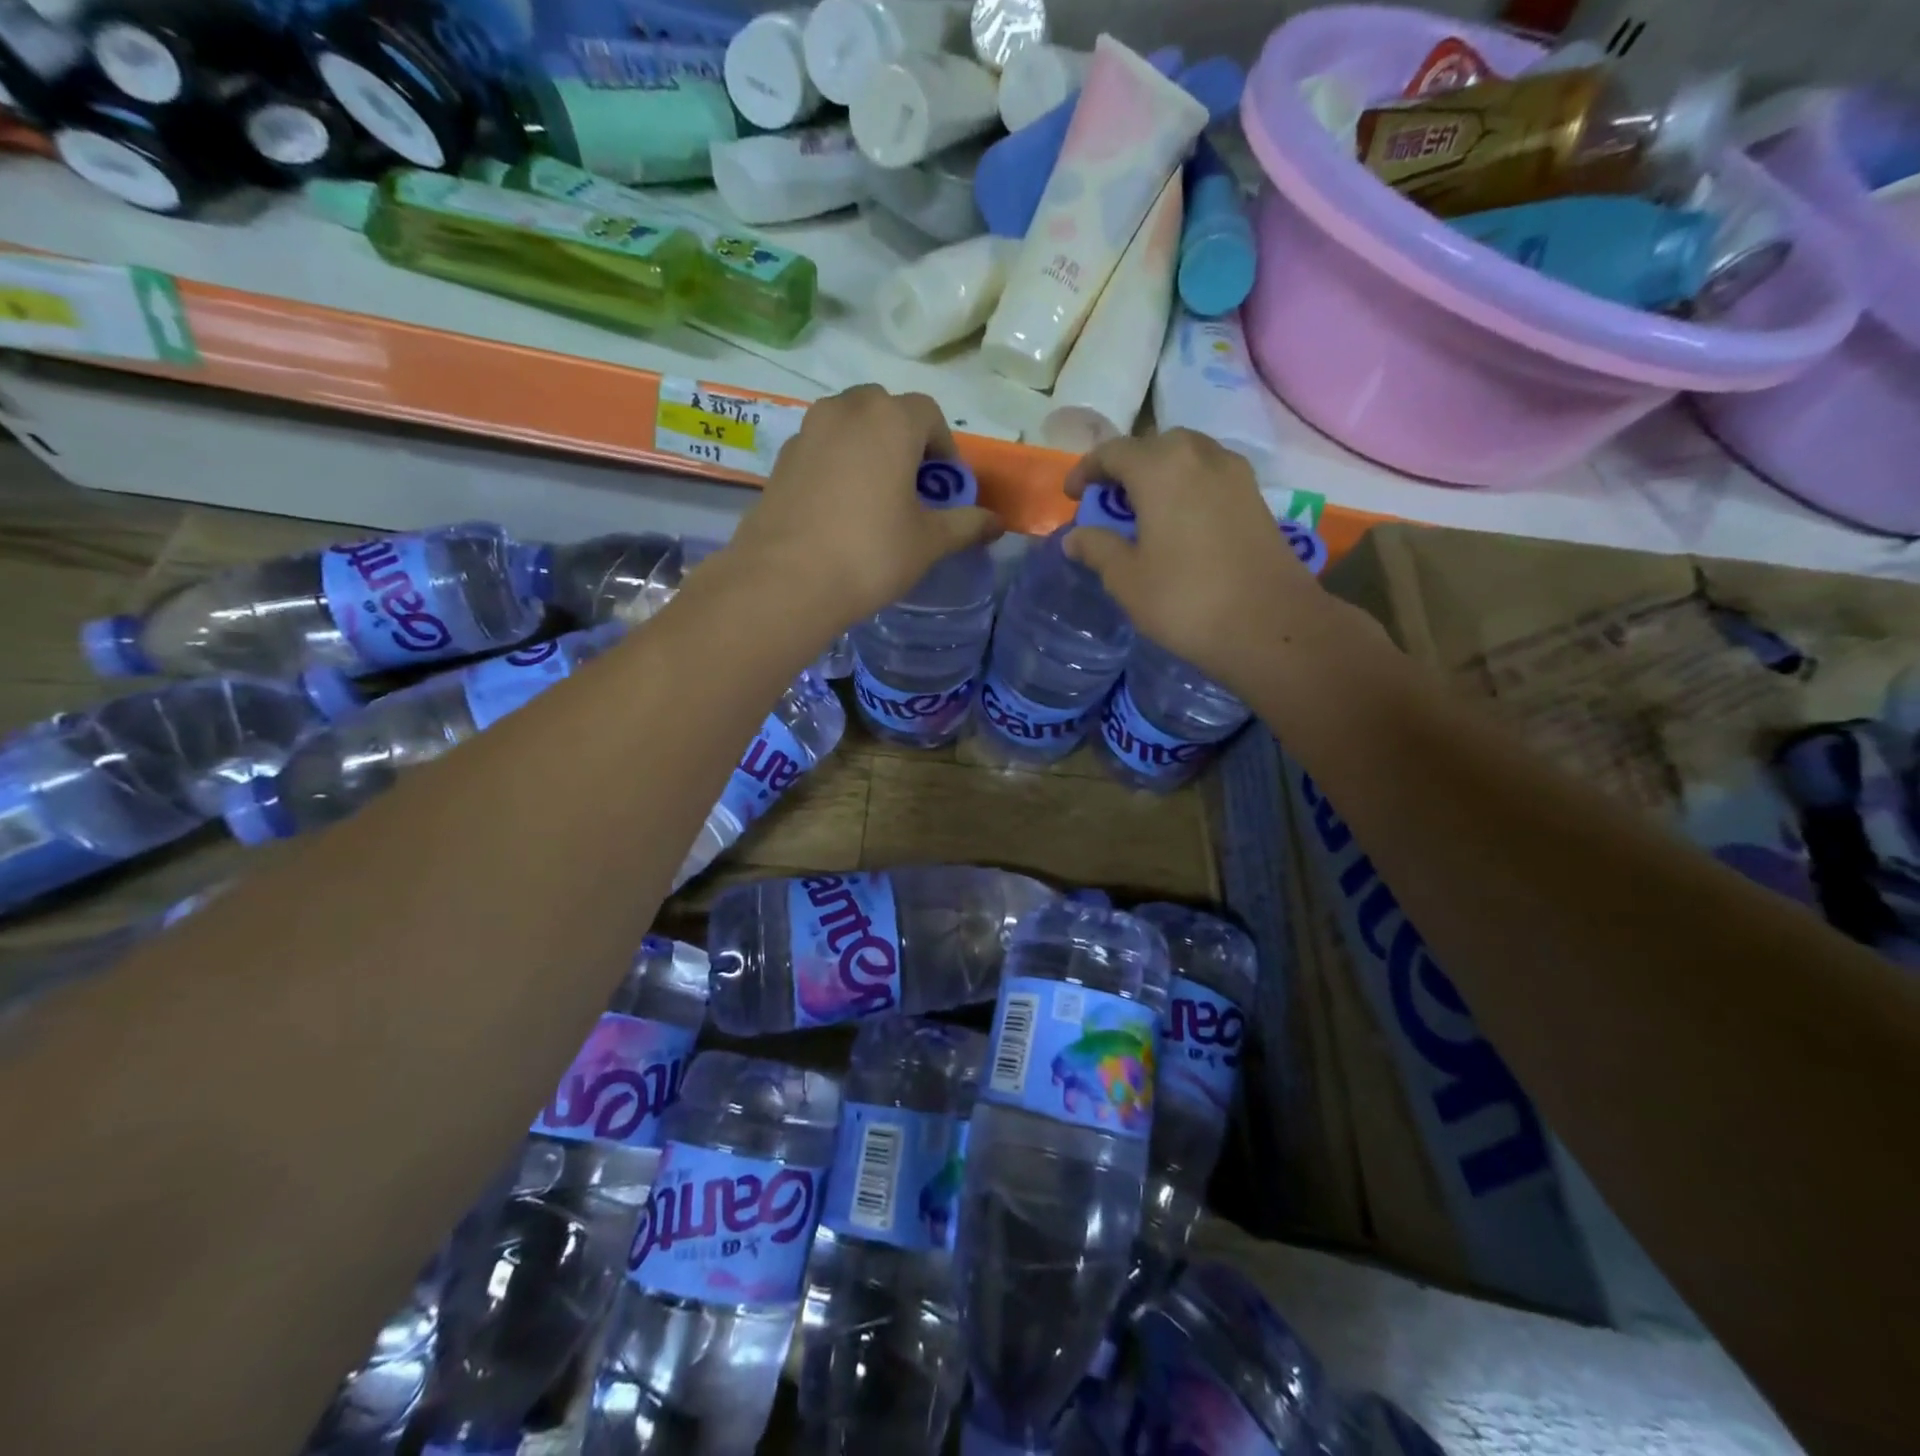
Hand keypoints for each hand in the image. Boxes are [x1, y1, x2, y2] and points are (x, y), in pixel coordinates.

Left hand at [723, 386, 1002, 631]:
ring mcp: (808, 431)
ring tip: (875, 498)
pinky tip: (839, 509)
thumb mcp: (928, 542)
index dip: (944, 448)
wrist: (786, 580)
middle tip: (911, 488)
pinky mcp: (782, 458)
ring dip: (869, 449)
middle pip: (886, 411)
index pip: (928, 414)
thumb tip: (997, 523)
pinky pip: (822, 448)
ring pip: (849, 425)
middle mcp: (846, 410)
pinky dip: (837, 464)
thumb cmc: (870, 554)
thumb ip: (966, 525)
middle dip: (905, 441)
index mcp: (890, 419)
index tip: (945, 487)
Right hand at [1063, 431, 1335, 692]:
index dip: (1087, 470)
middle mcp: (1200, 456)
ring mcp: (1235, 473)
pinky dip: (1187, 487)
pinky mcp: (1256, 497)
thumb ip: (1097, 549)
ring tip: (1143, 511)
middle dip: (1126, 467)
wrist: (1271, 625)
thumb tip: (1075, 537)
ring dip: (1159, 474)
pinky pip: (1210, 476)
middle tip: (1109, 501)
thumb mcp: (1126, 579)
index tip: (1072, 495)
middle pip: (1153, 446)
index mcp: (1161, 468)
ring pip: (1187, 457)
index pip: (1113, 451)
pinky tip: (1179, 522)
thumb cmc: (1185, 600)